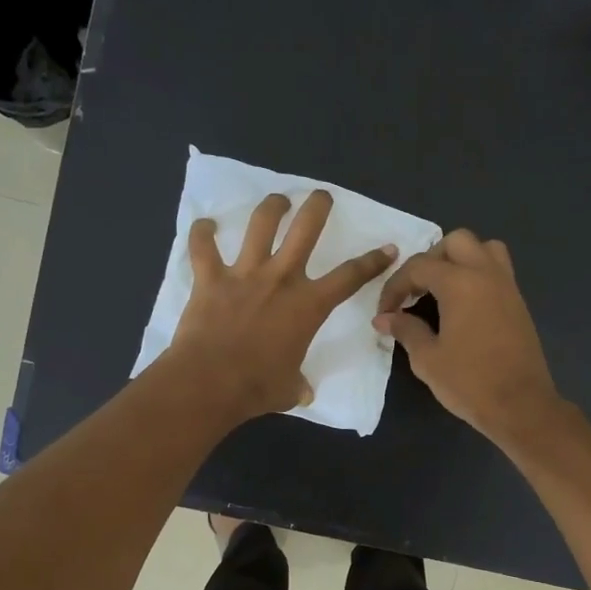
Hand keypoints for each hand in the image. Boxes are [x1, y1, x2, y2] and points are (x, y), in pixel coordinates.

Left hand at [166, 191, 396, 422]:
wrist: (210, 382)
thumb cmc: (257, 387)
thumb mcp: (289, 389)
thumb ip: (298, 385)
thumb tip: (303, 393)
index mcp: (308, 305)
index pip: (350, 277)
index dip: (373, 261)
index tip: (388, 248)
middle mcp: (281, 279)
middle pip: (306, 229)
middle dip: (318, 207)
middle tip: (321, 196)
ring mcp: (244, 274)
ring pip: (260, 224)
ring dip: (271, 207)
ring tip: (277, 201)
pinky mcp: (210, 278)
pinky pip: (203, 247)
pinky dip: (202, 234)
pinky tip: (204, 225)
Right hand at [373, 229, 561, 445]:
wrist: (520, 406)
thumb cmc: (469, 382)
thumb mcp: (427, 359)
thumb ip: (405, 330)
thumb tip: (384, 318)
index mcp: (460, 283)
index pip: (419, 266)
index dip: (395, 286)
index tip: (385, 312)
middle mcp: (486, 274)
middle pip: (455, 242)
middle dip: (430, 260)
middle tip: (415, 290)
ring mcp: (507, 286)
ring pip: (483, 249)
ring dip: (459, 259)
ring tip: (442, 289)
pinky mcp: (518, 302)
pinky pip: (497, 270)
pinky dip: (477, 274)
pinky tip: (462, 305)